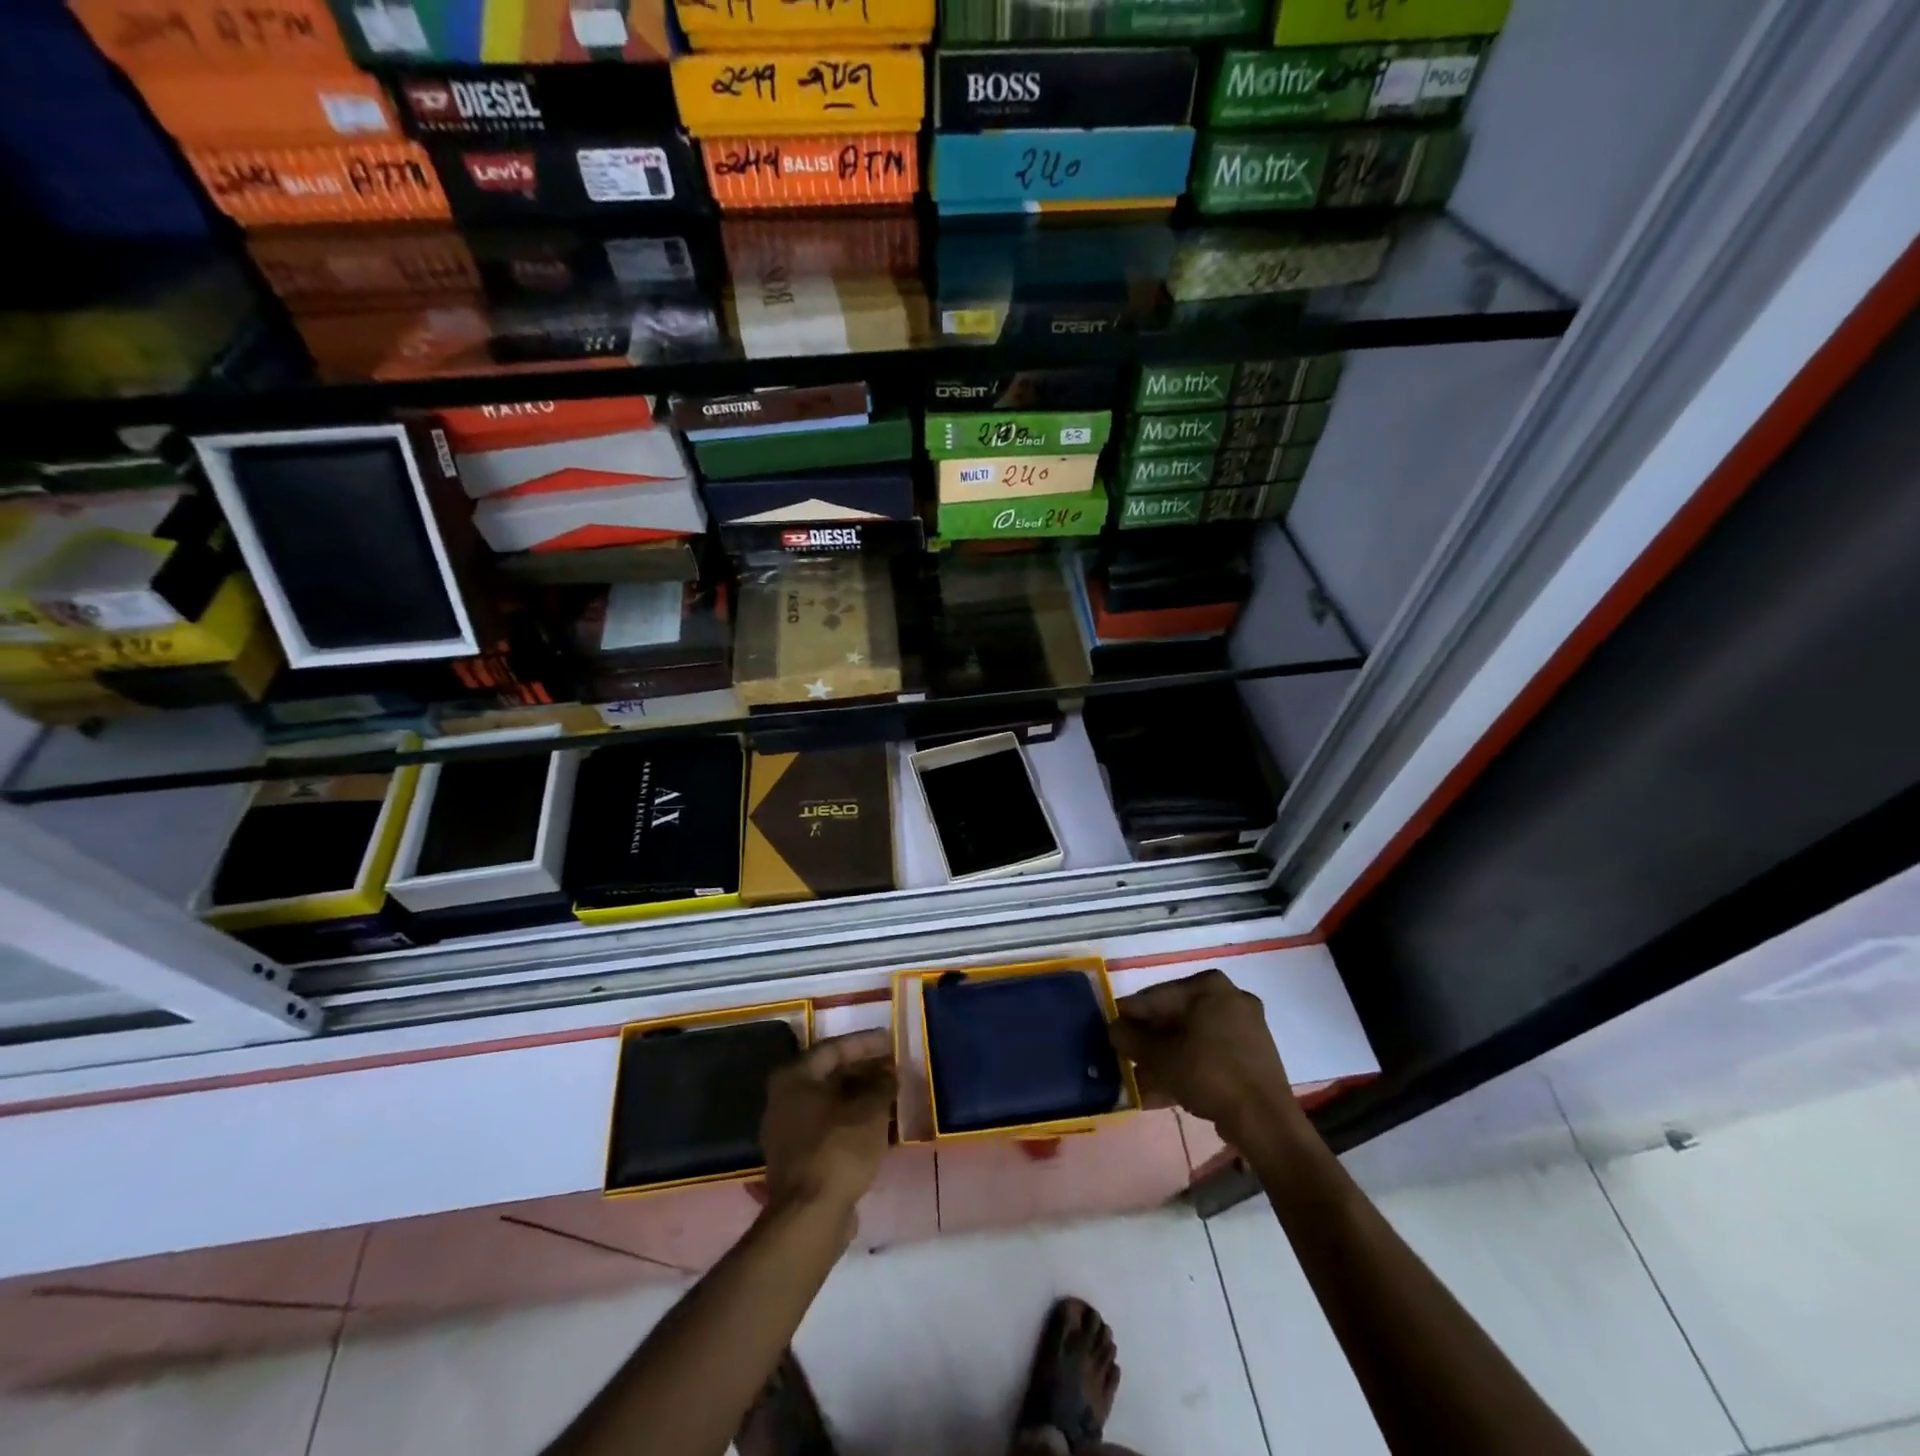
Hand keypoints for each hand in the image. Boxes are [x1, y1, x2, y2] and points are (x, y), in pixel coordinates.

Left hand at [760, 1030, 896, 1221]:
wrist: (810, 1216)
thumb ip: (881, 1084)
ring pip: (831, 1105)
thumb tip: (888, 1071)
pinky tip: (879, 1127)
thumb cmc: (838, 1149)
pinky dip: (853, 1123)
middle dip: (864, 1072)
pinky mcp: (797, 1161)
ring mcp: (787, 1133)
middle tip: (893, 1069)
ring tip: (891, 1097)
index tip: (889, 1040)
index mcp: (794, 1078)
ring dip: (860, 1100)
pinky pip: (829, 1130)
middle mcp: (784, 1100)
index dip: (864, 1043)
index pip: (833, 1048)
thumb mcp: (869, 1109)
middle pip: (830, 1076)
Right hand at [1110, 969, 1298, 1142]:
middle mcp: (1229, 996)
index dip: (1128, 1016)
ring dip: (1165, 1057)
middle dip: (1148, 1040)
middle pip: (1175, 1016)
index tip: (1109, 1031)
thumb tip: (1113, 1029)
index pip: (1155, 996)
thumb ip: (1130, 1039)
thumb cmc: (1208, 1075)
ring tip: (1140, 1079)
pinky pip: (1210, 1053)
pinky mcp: (1253, 1054)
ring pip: (1192, 1037)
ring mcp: (1245, 1026)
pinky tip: (1164, 1090)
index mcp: (1208, 985)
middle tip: (1124, 1057)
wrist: (1265, 1122)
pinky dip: (1188, 1066)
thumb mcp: (1159, 1057)